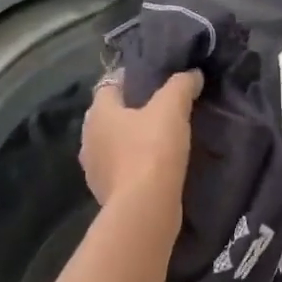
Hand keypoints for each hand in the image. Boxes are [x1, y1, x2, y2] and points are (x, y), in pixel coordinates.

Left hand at [80, 70, 201, 210]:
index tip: (153, 81)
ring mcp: (94, 170)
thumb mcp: (172, 109)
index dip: (129, 80)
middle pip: (109, 117)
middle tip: (160, 111)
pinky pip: (120, 171)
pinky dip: (133, 166)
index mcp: (98, 112)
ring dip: (130, 142)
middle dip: (130, 112)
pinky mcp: (105, 194)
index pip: (109, 85)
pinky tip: (154, 168)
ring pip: (113, 146)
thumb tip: (193, 74)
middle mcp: (88, 138)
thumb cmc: (152, 150)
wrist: (144, 208)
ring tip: (159, 141)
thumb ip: (181, 86)